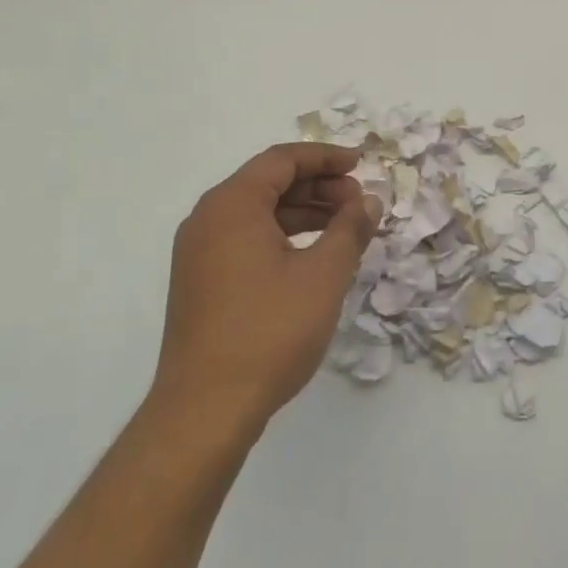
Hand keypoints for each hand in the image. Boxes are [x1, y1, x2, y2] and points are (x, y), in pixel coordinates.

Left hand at [152, 144, 381, 433]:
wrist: (204, 410)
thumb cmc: (269, 331)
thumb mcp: (323, 275)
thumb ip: (350, 229)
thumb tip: (368, 202)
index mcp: (232, 204)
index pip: (282, 159)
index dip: (326, 157)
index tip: (361, 164)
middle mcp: (208, 218)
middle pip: (268, 182)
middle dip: (318, 185)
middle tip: (358, 203)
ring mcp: (199, 252)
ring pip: (258, 212)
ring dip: (303, 212)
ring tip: (344, 229)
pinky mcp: (200, 281)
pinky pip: (245, 239)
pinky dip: (282, 236)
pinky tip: (312, 257)